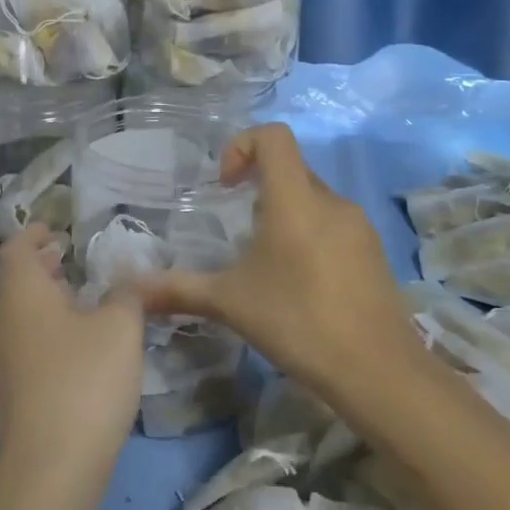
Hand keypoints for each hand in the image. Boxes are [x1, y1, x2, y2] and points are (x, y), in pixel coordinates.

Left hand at [0, 226, 145, 474]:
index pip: (16, 248)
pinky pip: (17, 347)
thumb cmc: (84, 381)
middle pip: (12, 282)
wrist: (48, 471)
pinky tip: (69, 350)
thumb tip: (128, 276)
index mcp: (19, 292)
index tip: (54, 230)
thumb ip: (126, 294)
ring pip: (14, 316)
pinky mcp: (1, 396)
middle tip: (67, 261)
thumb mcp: (120, 328)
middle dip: (39, 268)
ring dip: (39, 303)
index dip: (35, 234)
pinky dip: (38, 333)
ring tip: (73, 302)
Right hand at [133, 124, 423, 396]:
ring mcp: (359, 226)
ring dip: (284, 213)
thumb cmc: (298, 322)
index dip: (242, 145)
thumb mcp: (230, 303)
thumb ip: (178, 289)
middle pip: (291, 167)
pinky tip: (300, 283)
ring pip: (313, 198)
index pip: (274, 136)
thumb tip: (131, 289)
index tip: (225, 187)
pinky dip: (309, 234)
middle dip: (258, 185)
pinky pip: (333, 224)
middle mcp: (331, 201)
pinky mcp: (374, 251)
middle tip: (238, 229)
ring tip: (266, 261)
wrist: (379, 372)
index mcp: (295, 199)